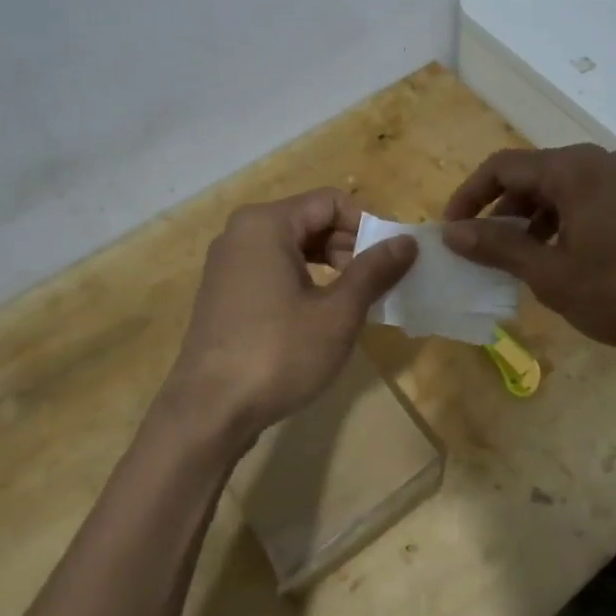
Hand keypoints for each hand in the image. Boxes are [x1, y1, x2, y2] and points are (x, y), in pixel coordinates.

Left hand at [162, 189, 416, 448]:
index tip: (393, 259)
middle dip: (350, 246)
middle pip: (311, 220)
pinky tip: (322, 314)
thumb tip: (407, 242)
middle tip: (378, 283)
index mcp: (266, 224)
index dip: (368, 225)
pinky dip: (304, 280)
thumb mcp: (338, 313)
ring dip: (331, 265)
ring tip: (356, 300)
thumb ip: (374, 271)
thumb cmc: (278, 354)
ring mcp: (229, 263)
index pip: (331, 201)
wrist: (208, 413)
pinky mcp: (225, 292)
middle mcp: (242, 233)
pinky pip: (273, 268)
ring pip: (293, 246)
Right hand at [442, 144, 615, 354]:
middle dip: (500, 209)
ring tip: (519, 258)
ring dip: (530, 217)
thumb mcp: (550, 274)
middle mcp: (597, 160)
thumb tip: (451, 232)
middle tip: (483, 249)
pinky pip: (585, 197)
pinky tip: (560, 256)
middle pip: (531, 174)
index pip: (502, 167)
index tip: (451, 231)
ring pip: (558, 187)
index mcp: (572, 169)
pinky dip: (561, 220)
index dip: (469, 197)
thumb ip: (498, 246)